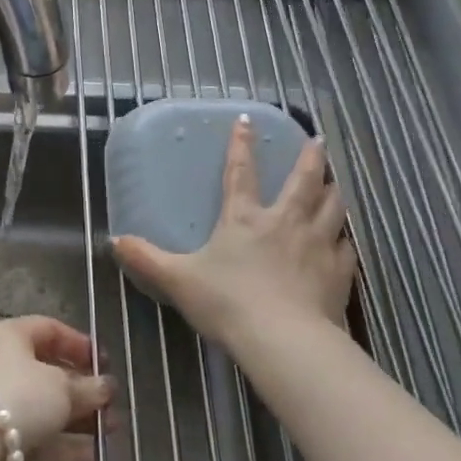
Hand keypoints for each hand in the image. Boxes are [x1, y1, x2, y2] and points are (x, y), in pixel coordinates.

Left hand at [0, 316, 115, 460]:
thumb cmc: (21, 396)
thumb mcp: (62, 387)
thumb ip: (88, 387)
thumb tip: (106, 387)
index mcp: (11, 336)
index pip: (49, 329)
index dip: (80, 344)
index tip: (105, 363)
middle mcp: (3, 364)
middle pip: (50, 371)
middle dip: (84, 388)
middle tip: (113, 400)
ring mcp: (1, 404)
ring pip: (47, 406)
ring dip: (81, 418)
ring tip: (113, 429)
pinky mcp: (2, 440)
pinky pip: (40, 435)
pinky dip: (66, 444)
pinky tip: (98, 456)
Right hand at [113, 115, 356, 350]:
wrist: (282, 340)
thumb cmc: (227, 303)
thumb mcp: (178, 280)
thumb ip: (147, 259)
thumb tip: (114, 241)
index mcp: (244, 218)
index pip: (240, 172)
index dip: (241, 144)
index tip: (246, 119)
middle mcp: (284, 222)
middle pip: (303, 181)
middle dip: (310, 158)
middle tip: (318, 141)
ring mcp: (316, 245)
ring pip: (332, 207)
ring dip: (333, 190)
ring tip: (336, 181)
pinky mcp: (337, 273)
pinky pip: (346, 248)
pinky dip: (345, 240)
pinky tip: (345, 241)